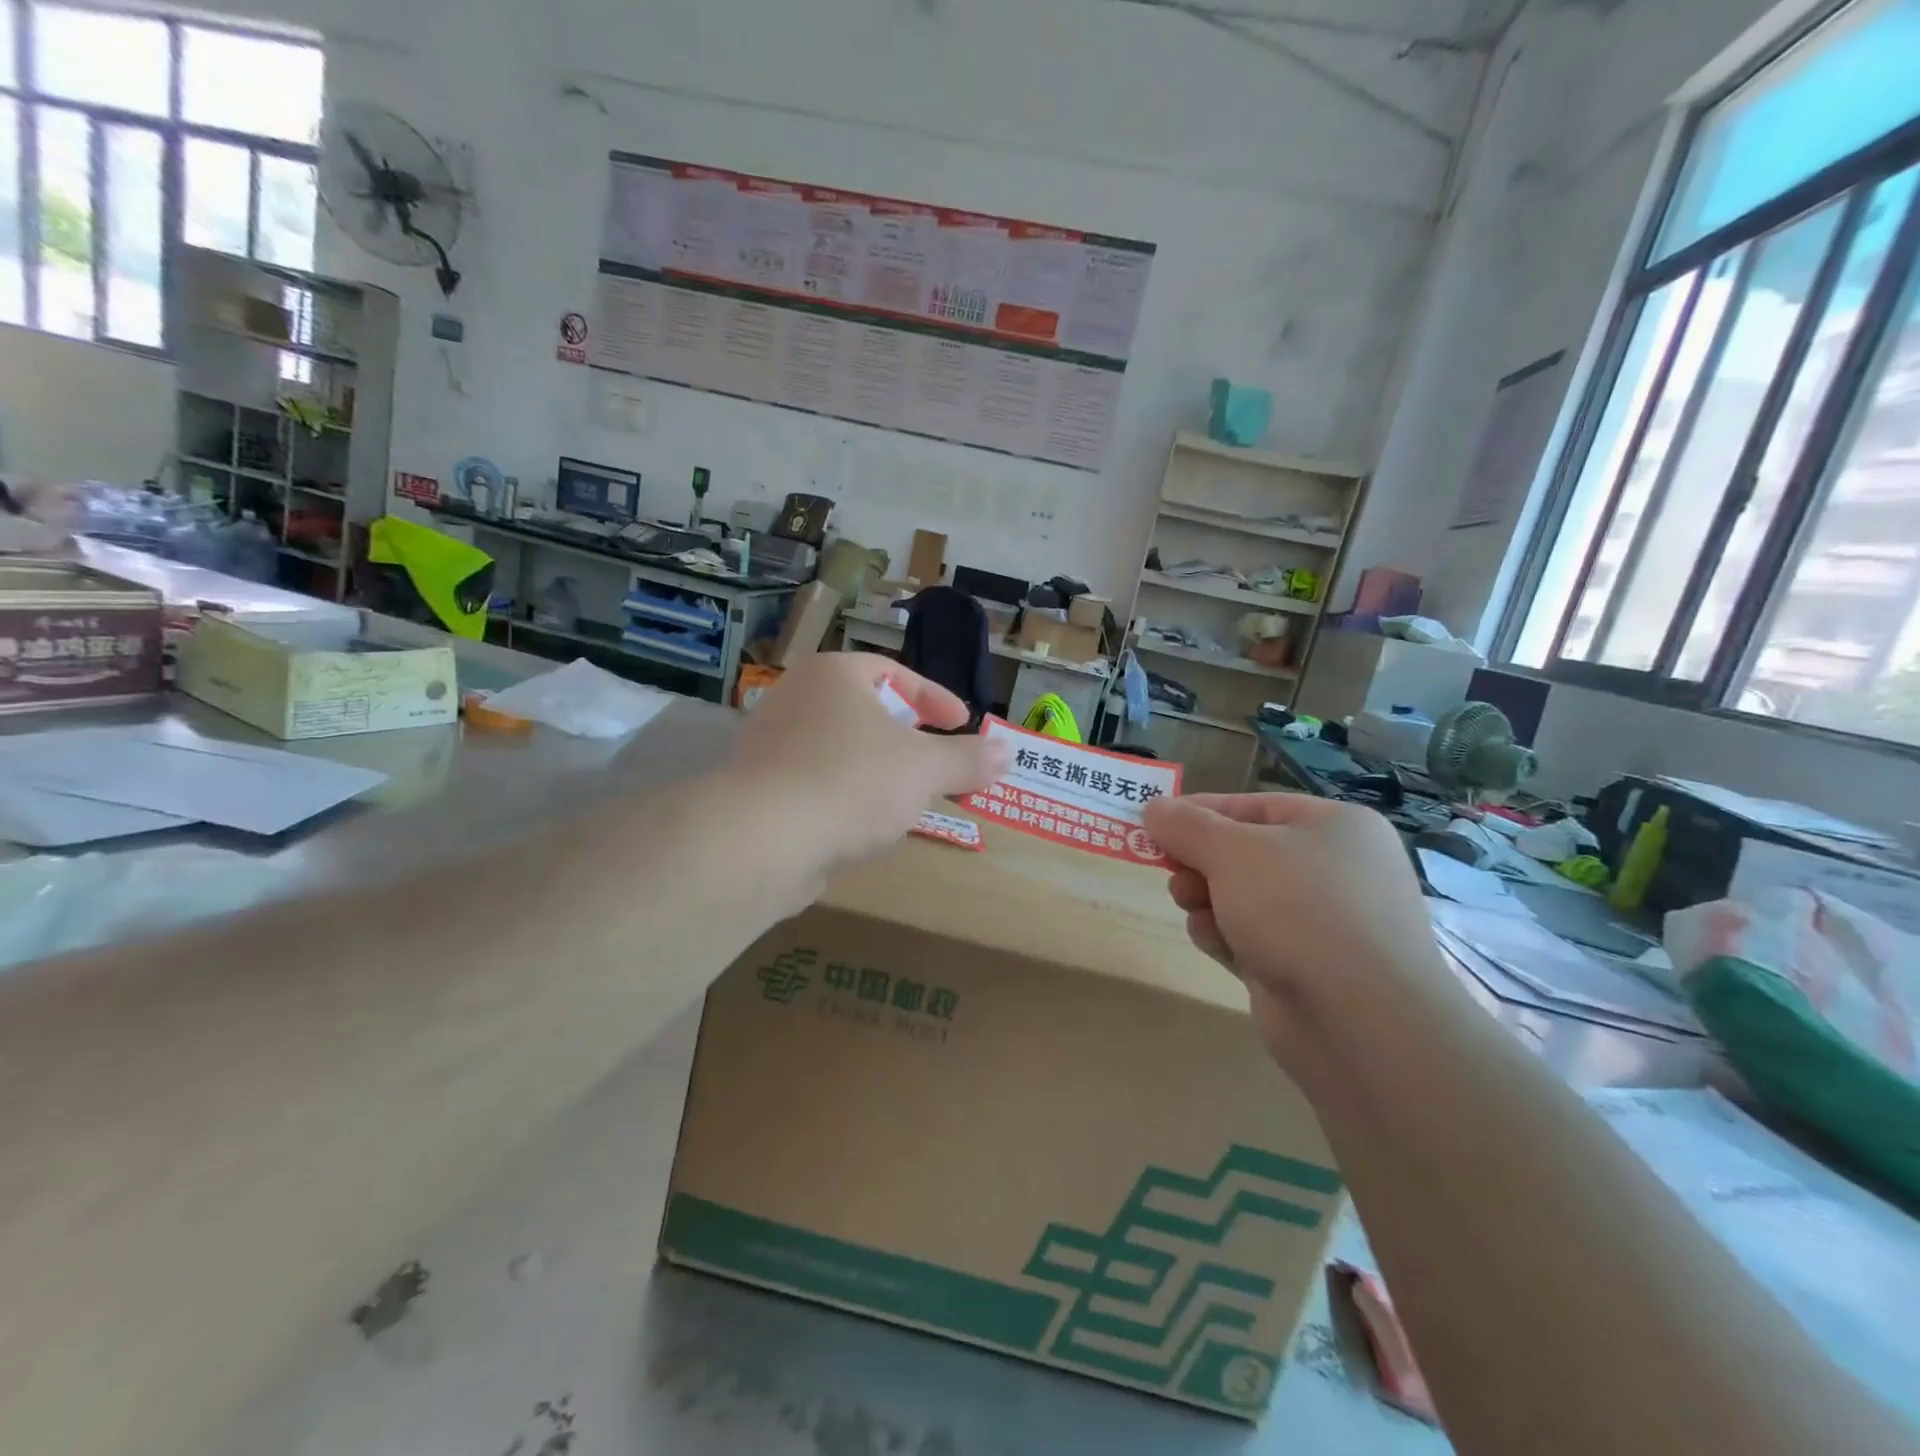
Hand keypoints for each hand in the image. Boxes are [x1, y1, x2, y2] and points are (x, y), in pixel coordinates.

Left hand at [730, 652, 1009, 886]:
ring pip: (840, 749)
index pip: (895, 672)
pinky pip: (817, 782)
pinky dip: (846, 796)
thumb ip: (968, 759)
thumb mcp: (924, 769)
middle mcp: (796, 698)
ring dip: (877, 770)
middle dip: (907, 736)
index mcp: (834, 674)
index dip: (935, 698)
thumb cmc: (852, 783)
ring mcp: (770, 744)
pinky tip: (864, 826)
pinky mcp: (758, 789)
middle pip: (865, 709)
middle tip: (935, 759)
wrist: (761, 840)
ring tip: (907, 797)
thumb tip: (1008, 752)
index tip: (962, 723)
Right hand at [1142, 793, 1459, 1068]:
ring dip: (1207, 899)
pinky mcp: (1307, 967)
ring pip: (1244, 897)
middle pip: (1245, 853)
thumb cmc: (1298, 908)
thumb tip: (1154, 807)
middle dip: (1200, 862)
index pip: (1253, 806)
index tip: (1155, 824)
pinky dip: (1226, 934)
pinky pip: (1253, 937)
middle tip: (1171, 872)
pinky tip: (1211, 941)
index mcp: (1335, 827)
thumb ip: (1187, 826)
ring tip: (1190, 907)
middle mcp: (1337, 869)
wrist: (1359, 1019)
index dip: (1200, 812)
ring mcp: (1326, 922)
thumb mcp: (1231, 852)